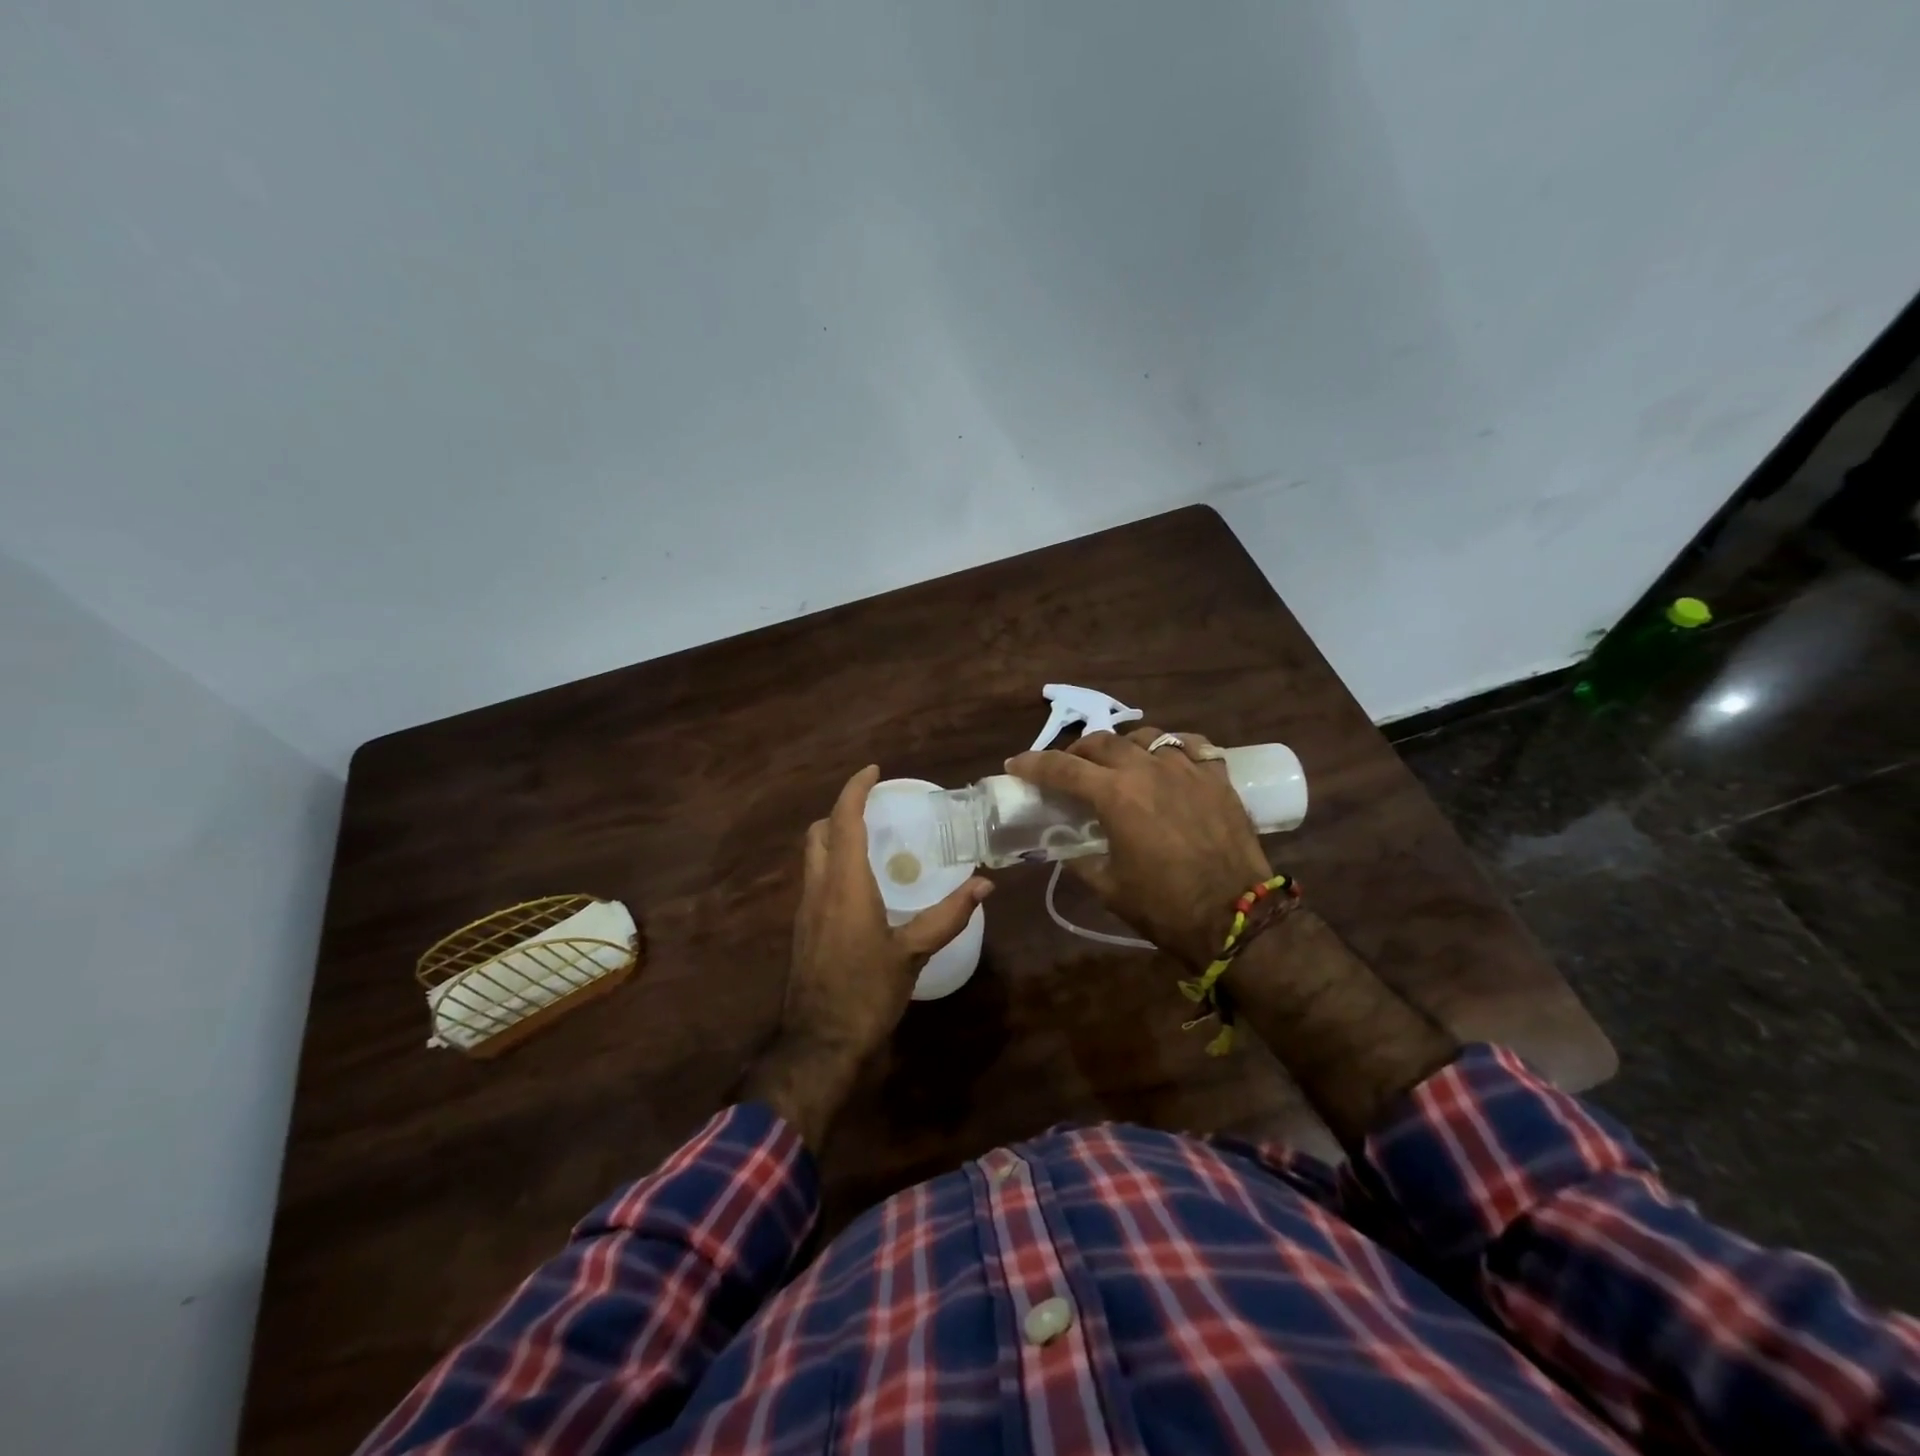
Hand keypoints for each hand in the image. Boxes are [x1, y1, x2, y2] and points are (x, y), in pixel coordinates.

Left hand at [745, 765, 990, 1146]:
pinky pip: (814, 880)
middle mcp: (818, 888)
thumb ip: (948, 916)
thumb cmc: (867, 994)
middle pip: (819, 831)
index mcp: (845, 885)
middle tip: (875, 809)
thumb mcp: (912, 954)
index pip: (844, 820)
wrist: (818, 1044)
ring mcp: (805, 909)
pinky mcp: (802, 929)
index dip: (855, 789)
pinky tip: (861, 886)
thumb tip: (984, 884)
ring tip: (872, 842)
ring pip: (813, 855)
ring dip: (835, 837)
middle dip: (842, 810)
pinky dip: (833, 864)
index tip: (874, 771)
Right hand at [1006, 727, 1268, 968]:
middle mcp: (1148, 770)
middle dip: (1077, 752)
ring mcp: (1187, 768)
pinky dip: (1170, 748)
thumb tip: (1064, 845)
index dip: (1033, 764)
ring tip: (1119, 763)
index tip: (1015, 764)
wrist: (1236, 919)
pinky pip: (1190, 745)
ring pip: (1145, 737)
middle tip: (1069, 769)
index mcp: (1115, 795)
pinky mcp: (1217, 777)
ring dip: (1122, 746)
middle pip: (1102, 742)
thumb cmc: (1165, 908)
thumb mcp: (1108, 887)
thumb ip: (1080, 859)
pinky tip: (1167, 761)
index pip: (1062, 768)